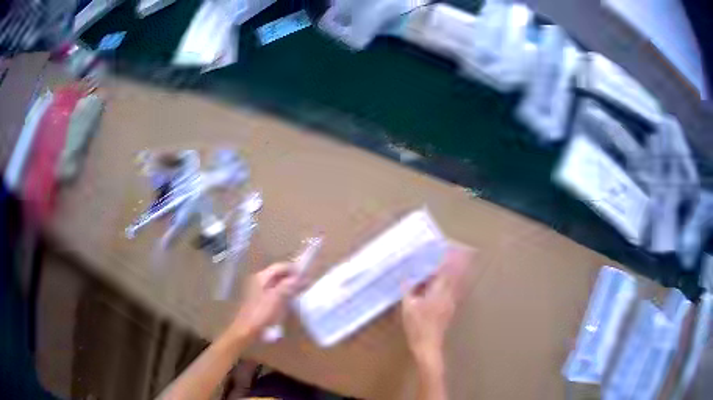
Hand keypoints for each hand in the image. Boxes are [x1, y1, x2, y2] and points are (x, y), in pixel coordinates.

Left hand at [228, 262, 304, 341]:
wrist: (248, 331)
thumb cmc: (262, 314)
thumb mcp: (277, 298)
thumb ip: (289, 285)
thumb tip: (302, 277)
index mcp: (261, 277)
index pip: (280, 267)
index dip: (294, 270)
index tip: (307, 277)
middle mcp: (259, 281)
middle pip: (279, 275)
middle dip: (292, 279)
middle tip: (306, 285)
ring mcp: (260, 291)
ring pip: (278, 285)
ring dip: (290, 287)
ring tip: (301, 293)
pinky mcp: (262, 302)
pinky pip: (276, 294)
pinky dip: (285, 295)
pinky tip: (292, 302)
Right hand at [401, 246, 472, 363]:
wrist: (428, 345)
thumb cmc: (417, 326)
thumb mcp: (408, 307)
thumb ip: (408, 290)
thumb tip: (407, 277)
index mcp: (437, 293)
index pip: (444, 271)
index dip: (447, 259)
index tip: (449, 247)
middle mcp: (448, 295)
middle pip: (455, 275)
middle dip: (457, 262)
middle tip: (461, 250)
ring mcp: (451, 303)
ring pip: (457, 283)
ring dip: (459, 271)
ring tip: (462, 260)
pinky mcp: (450, 309)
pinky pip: (455, 291)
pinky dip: (456, 283)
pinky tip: (454, 282)